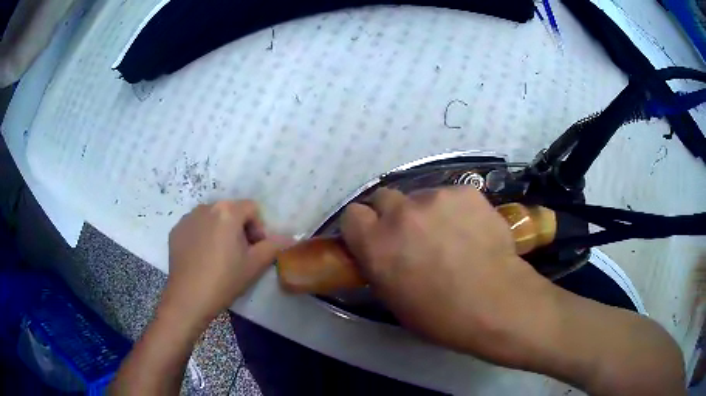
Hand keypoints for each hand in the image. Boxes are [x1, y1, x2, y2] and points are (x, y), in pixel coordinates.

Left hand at [164, 201, 288, 325]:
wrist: (188, 298)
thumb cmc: (224, 280)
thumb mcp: (254, 265)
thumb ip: (274, 247)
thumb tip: (290, 238)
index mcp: (227, 211)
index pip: (252, 209)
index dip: (259, 228)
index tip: (255, 250)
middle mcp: (206, 207)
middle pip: (231, 211)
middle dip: (239, 229)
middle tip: (239, 255)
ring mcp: (187, 218)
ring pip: (212, 218)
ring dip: (221, 231)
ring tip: (219, 257)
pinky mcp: (176, 230)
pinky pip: (196, 227)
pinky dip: (203, 236)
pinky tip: (202, 258)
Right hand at [340, 187, 559, 366]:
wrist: (496, 303)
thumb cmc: (440, 315)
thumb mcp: (394, 298)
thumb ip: (379, 266)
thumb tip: (379, 252)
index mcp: (376, 243)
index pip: (352, 214)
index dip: (363, 226)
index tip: (374, 238)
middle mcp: (401, 213)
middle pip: (384, 197)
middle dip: (393, 214)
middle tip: (413, 235)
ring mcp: (436, 197)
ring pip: (421, 196)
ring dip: (428, 212)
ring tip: (451, 235)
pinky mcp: (466, 192)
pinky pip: (452, 196)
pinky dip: (457, 209)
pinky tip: (472, 230)